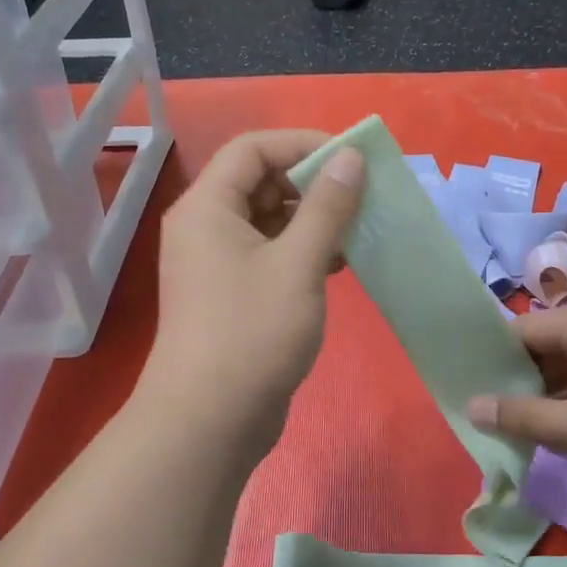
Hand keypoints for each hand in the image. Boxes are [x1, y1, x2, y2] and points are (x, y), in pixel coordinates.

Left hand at [141, 130, 362, 452]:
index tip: (352, 160)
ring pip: (268, 221)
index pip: (254, 148)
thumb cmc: (253, 332)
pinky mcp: (231, 295)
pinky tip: (338, 265)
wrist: (210, 422)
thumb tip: (350, 158)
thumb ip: (327, 207)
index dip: (303, 144)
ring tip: (355, 232)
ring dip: (312, 220)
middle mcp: (205, 227)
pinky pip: (269, 254)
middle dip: (312, 184)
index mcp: (208, 207)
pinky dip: (302, 252)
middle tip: (360, 197)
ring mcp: (216, 264)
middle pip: (260, 182)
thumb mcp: (298, 263)